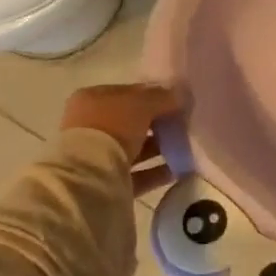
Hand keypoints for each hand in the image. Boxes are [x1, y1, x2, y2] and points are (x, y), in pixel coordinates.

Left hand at [60, 84, 180, 194]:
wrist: (90, 177)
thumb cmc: (112, 128)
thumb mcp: (142, 103)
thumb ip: (163, 97)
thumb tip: (180, 96)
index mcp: (91, 100)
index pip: (128, 93)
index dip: (153, 96)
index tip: (177, 102)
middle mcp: (90, 126)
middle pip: (131, 122)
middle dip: (157, 124)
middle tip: (183, 125)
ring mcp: (96, 156)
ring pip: (134, 148)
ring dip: (158, 148)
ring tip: (185, 147)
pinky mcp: (106, 182)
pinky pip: (137, 174)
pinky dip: (157, 172)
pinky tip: (179, 169)